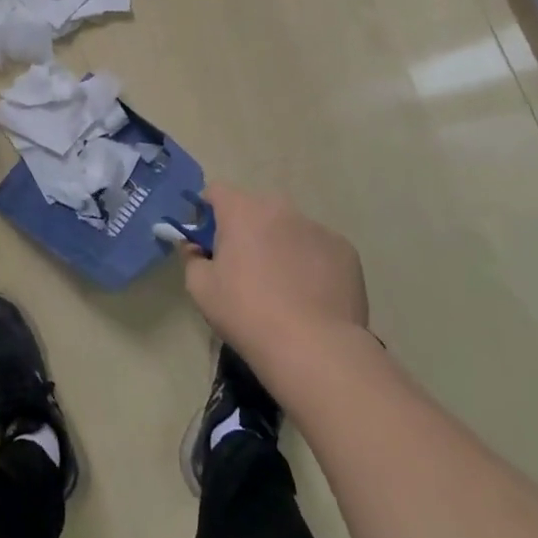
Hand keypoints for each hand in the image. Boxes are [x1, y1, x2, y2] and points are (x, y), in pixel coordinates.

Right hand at [183, 187, 368, 378]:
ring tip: (283, 286)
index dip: (208, 212)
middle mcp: (280, 208)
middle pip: (255, 208)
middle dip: (246, 229)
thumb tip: (196, 247)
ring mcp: (317, 227)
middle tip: (244, 267)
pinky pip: (318, 248)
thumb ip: (192, 258)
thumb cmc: (247, 312)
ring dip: (280, 244)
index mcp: (241, 210)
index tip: (208, 241)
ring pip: (289, 228)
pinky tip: (311, 295)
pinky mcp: (345, 250)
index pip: (216, 191)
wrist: (314, 347)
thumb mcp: (200, 288)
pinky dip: (310, 262)